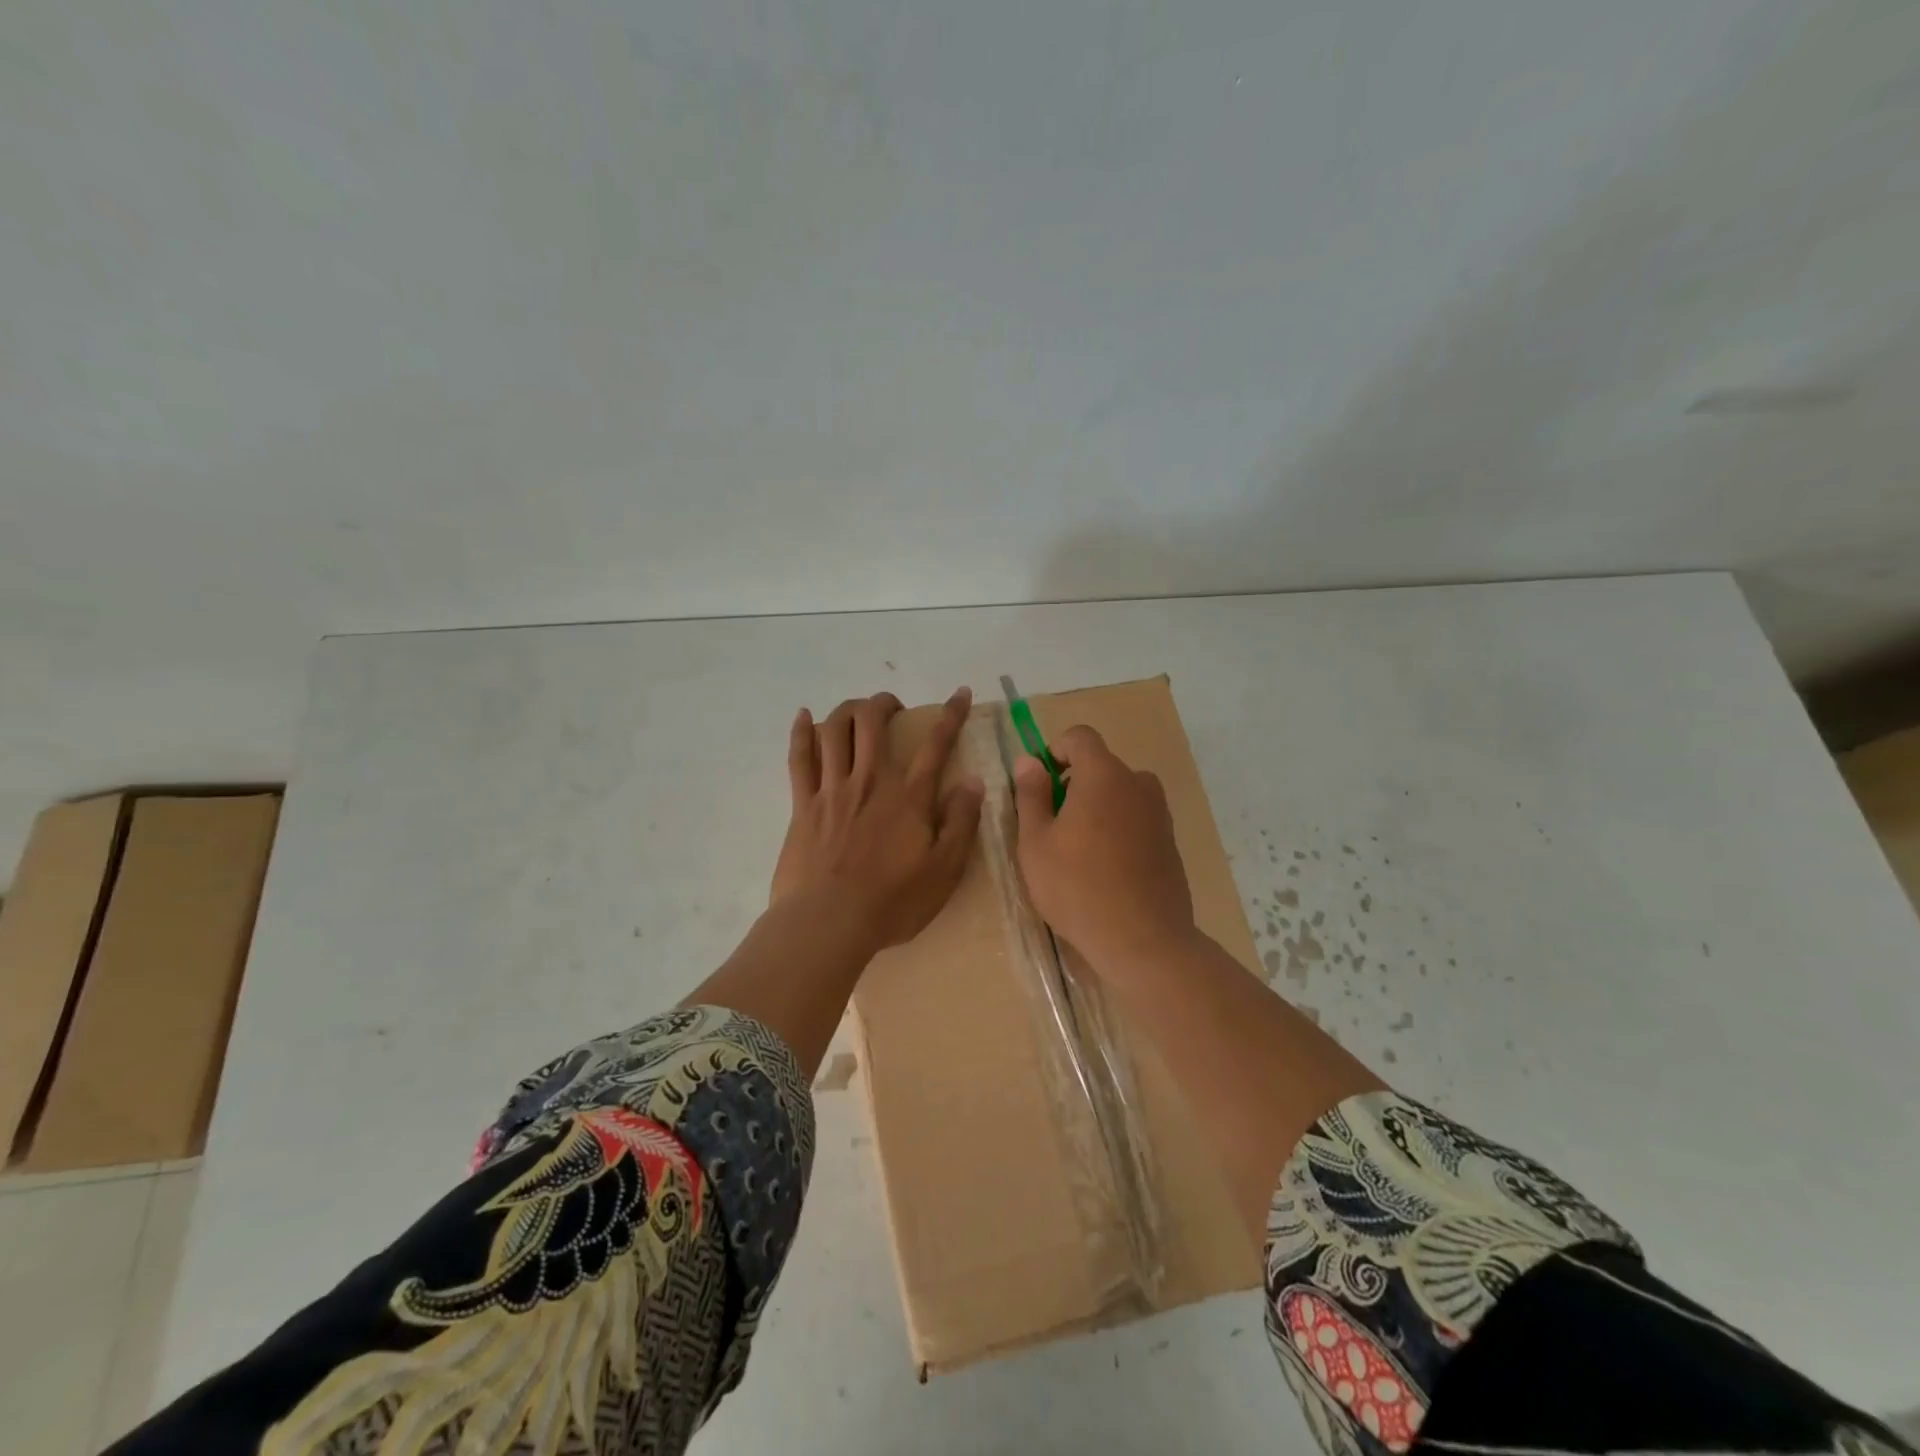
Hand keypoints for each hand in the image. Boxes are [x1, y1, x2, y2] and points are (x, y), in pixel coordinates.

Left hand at [771, 688, 983, 955]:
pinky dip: (801, 732)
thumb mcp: (945, 869)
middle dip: (884, 704)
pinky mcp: (803, 805)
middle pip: (873, 722)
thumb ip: (961, 822)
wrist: (829, 922)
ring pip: (835, 731)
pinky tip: (803, 716)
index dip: (951, 714)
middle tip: (893, 708)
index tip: (960, 692)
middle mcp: (870, 781)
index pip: (936, 744)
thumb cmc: (892, 901)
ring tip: (856, 711)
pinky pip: (799, 758)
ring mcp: (833, 790)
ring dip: (847, 710)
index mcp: (909, 797)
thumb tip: (973, 781)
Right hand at [1013, 724, 1195, 968]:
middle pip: (1101, 766)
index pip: (1080, 737)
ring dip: (1097, 807)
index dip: (1055, 751)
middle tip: (1053, 826)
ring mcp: (1159, 813)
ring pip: (1120, 794)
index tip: (1041, 784)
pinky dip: (1118, 829)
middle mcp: (1138, 784)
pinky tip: (1105, 870)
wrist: (1143, 940)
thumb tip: (1030, 761)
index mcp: (1103, 775)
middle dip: (1074, 784)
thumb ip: (1031, 795)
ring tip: (1078, 850)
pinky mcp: (1170, 841)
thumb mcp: (1036, 842)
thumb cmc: (1077, 887)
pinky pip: (1137, 819)